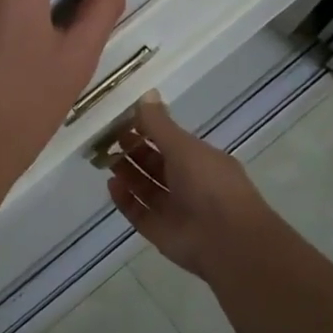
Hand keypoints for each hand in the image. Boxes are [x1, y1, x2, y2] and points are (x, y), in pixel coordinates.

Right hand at [106, 93, 278, 276]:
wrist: (227, 240)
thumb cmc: (209, 184)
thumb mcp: (184, 146)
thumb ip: (160, 123)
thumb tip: (146, 93)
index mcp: (199, 160)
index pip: (168, 141)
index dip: (145, 130)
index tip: (121, 120)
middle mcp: (187, 183)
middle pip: (154, 164)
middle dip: (132, 151)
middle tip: (106, 139)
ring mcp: (173, 209)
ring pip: (145, 188)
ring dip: (126, 174)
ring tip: (104, 159)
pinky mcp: (160, 231)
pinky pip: (138, 213)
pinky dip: (124, 200)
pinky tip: (111, 185)